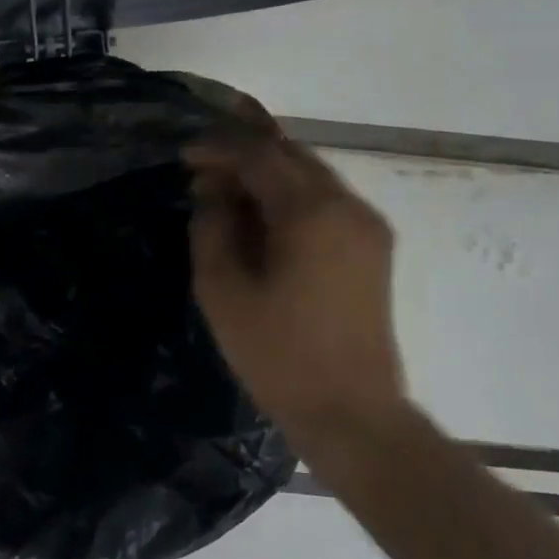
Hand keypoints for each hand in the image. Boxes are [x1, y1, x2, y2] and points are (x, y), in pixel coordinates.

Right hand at [186, 136, 406, 443]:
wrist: (350, 411)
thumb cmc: (277, 353)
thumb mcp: (222, 289)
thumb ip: (212, 227)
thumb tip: (213, 192)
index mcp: (311, 212)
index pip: (261, 154)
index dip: (219, 147)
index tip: (184, 155)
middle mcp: (348, 205)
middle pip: (292, 156)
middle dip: (245, 153)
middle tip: (203, 168)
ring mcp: (368, 226)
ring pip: (312, 177)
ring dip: (268, 175)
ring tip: (226, 192)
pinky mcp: (373, 249)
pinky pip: (326, 203)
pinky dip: (290, 198)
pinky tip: (262, 218)